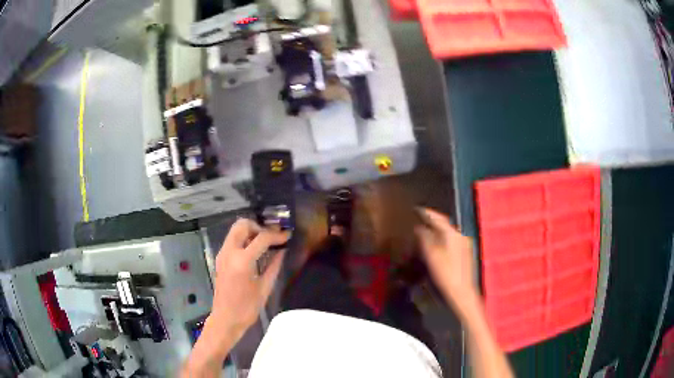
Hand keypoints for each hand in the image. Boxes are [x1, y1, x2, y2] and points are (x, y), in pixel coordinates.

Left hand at [210, 218, 290, 339]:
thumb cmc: (247, 308)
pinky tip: (255, 251)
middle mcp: (229, 252)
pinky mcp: (220, 259)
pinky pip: (232, 240)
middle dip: (259, 227)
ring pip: (235, 230)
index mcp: (242, 261)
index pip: (261, 238)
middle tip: (271, 237)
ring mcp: (222, 254)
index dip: (277, 235)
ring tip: (265, 243)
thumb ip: (274, 266)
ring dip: (251, 231)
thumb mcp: (264, 288)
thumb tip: (282, 250)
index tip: (287, 235)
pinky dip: (244, 239)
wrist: (226, 319)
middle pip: (242, 225)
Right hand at [415, 208, 478, 317]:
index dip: (427, 213)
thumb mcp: (431, 256)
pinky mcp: (465, 253)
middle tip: (419, 221)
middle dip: (432, 223)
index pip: (439, 218)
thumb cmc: (446, 273)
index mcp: (453, 234)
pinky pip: (451, 241)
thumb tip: (419, 227)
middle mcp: (461, 236)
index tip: (417, 209)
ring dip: (437, 233)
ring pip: (448, 234)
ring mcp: (465, 244)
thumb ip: (425, 239)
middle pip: (444, 225)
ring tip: (425, 234)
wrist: (462, 291)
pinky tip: (436, 247)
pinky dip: (442, 240)